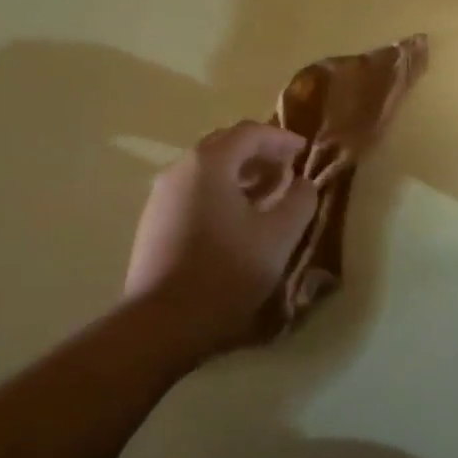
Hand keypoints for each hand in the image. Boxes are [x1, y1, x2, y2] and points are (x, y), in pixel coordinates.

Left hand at [124, 122, 319, 360]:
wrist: (160, 325)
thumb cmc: (225, 272)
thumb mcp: (278, 236)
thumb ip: (300, 201)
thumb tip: (303, 184)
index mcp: (209, 163)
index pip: (249, 132)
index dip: (281, 138)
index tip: (304, 151)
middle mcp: (180, 170)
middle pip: (225, 146)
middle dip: (259, 154)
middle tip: (286, 171)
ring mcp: (161, 197)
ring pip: (207, 171)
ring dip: (240, 175)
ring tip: (266, 197)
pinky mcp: (153, 224)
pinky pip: (193, 193)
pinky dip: (220, 193)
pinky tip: (236, 222)